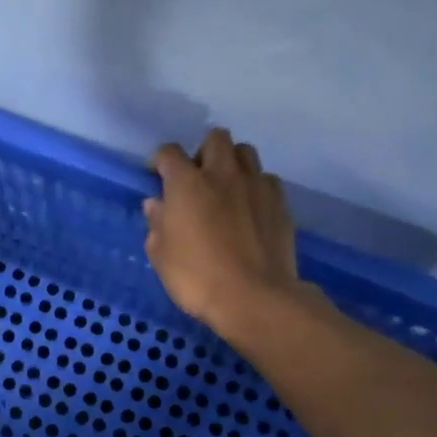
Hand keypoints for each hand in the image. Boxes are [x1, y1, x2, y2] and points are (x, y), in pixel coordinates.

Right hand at [143, 128, 302, 336]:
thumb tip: (157, 205)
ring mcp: (256, 186)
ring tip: (225, 188)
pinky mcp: (280, 203)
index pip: (169, 152)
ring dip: (232, 163)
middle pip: (215, 138)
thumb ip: (157, 224)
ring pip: (245, 153)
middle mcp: (222, 174)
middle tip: (196, 178)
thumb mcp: (161, 256)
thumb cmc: (197, 277)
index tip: (156, 177)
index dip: (160, 161)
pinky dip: (256, 186)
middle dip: (203, 152)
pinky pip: (267, 179)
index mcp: (187, 183)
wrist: (255, 298)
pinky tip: (250, 208)